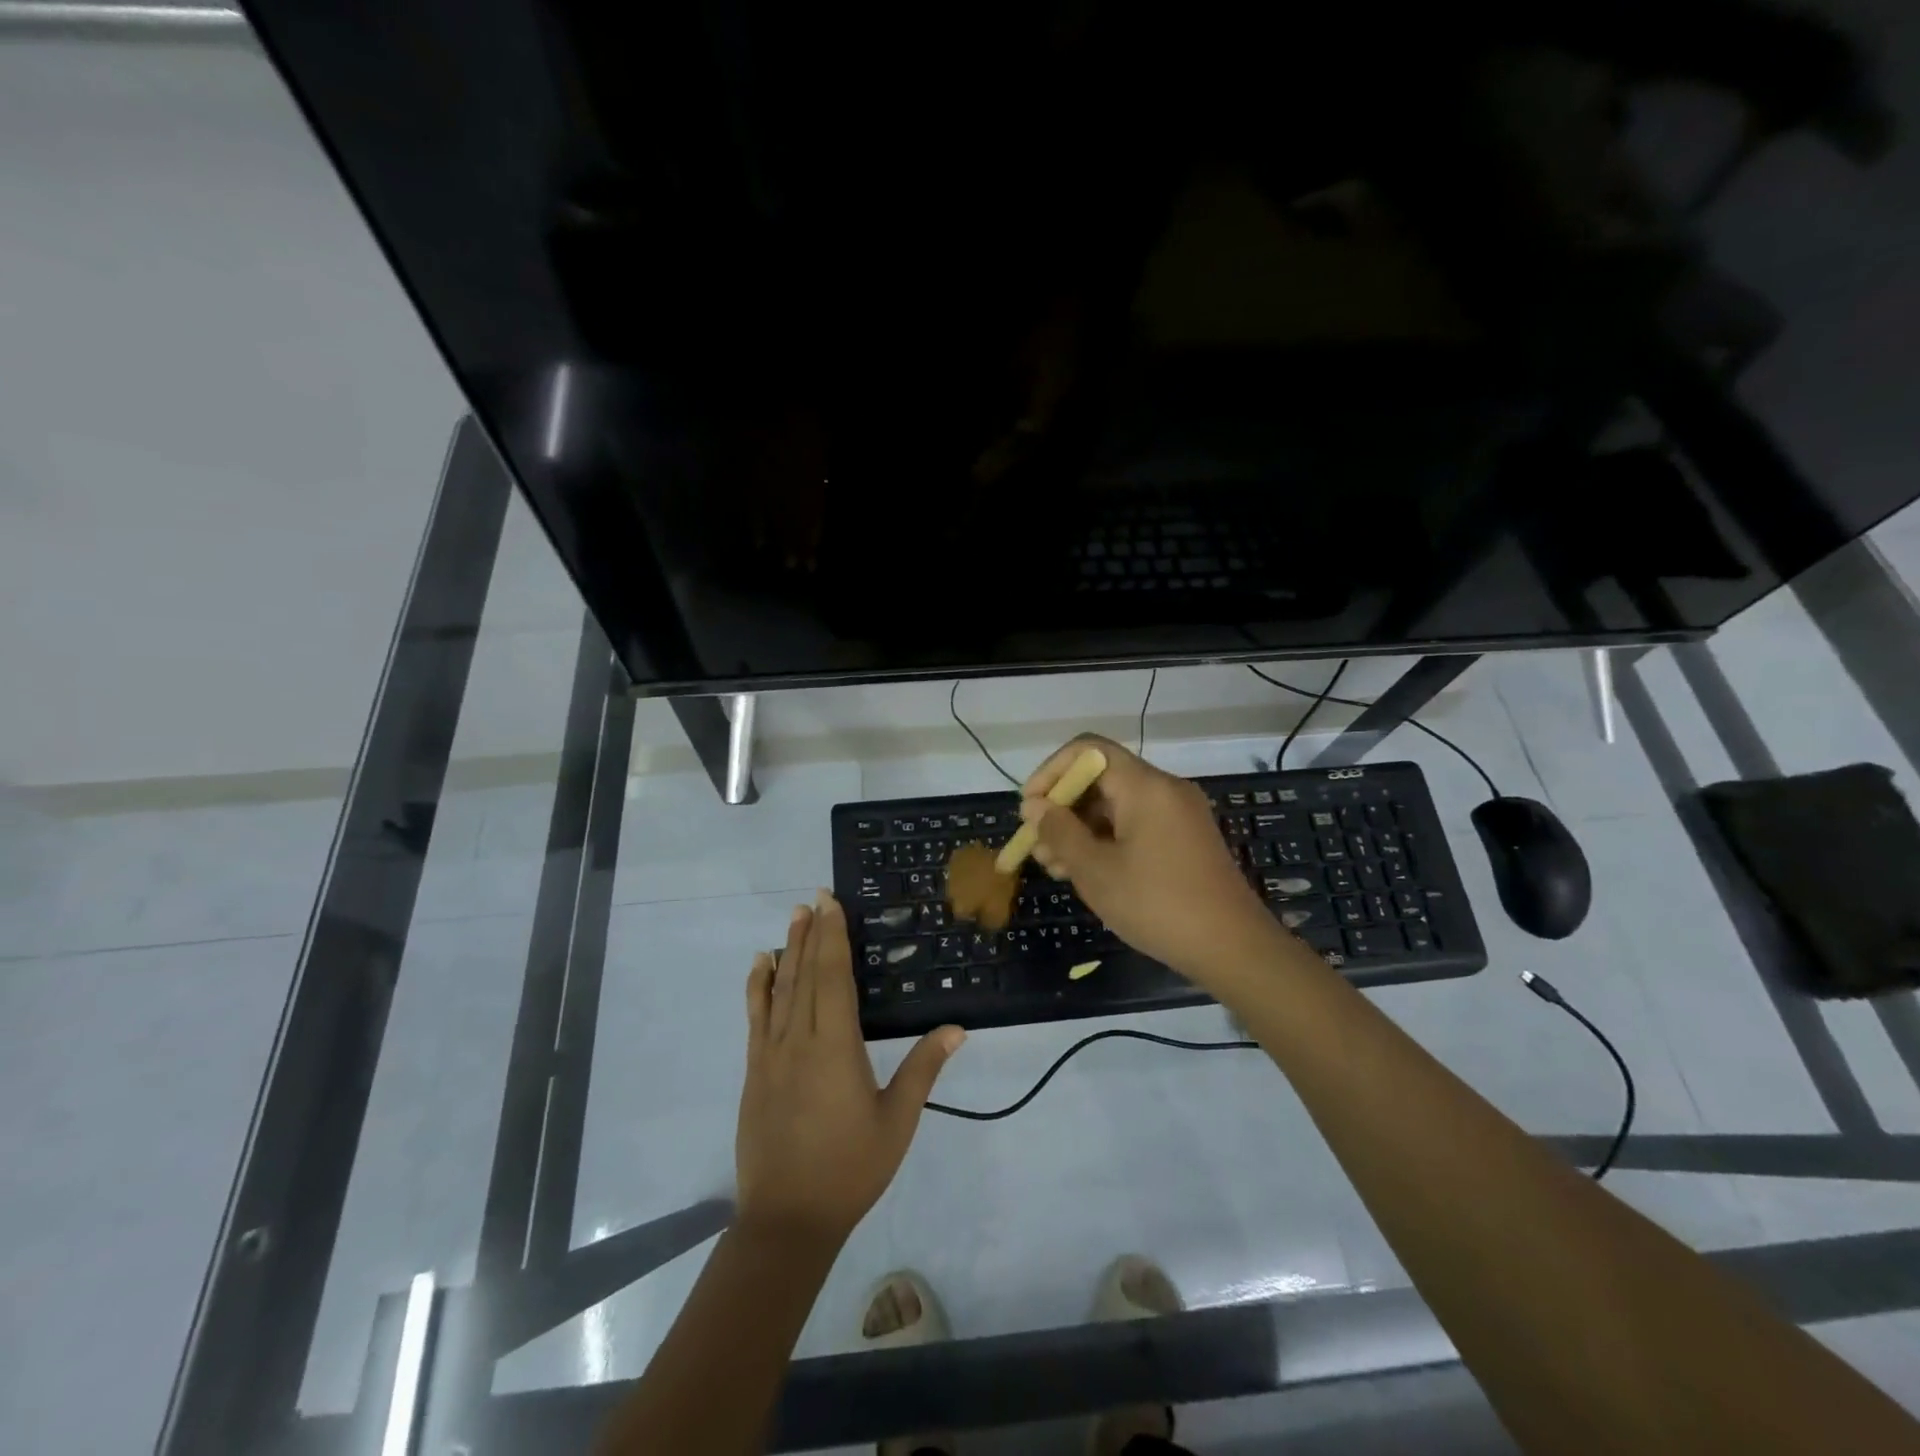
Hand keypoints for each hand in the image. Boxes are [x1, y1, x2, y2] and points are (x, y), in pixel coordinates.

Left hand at [736, 892, 964, 1247]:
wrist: (787, 1219)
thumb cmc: (850, 1168)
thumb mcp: (897, 1121)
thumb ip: (923, 1069)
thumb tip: (956, 1028)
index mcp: (836, 1047)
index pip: (833, 977)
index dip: (833, 937)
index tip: (830, 904)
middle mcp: (799, 1040)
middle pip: (806, 975)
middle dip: (812, 933)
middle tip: (814, 898)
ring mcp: (772, 1055)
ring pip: (780, 990)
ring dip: (788, 950)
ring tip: (794, 918)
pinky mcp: (756, 1071)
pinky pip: (755, 1018)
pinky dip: (757, 987)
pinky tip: (761, 965)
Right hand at [1022, 735, 1284, 984]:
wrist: (1233, 948)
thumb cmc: (1157, 905)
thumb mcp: (1096, 871)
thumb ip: (1059, 832)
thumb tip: (1034, 806)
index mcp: (1145, 786)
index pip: (1087, 750)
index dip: (1051, 772)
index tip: (1030, 809)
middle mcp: (1165, 789)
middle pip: (1101, 778)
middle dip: (1062, 807)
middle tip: (1037, 847)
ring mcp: (1179, 814)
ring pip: (1116, 805)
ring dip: (1080, 829)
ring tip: (1055, 867)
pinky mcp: (1185, 839)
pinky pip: (1136, 824)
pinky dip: (1106, 840)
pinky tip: (1087, 873)